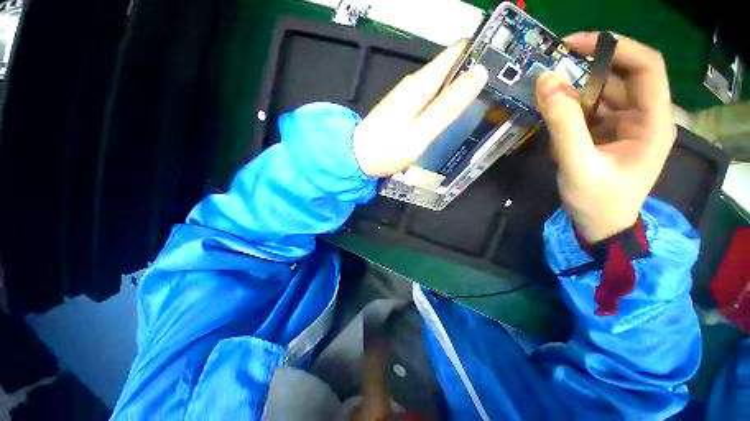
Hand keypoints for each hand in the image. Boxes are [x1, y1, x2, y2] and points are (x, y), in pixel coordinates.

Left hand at [353, 42, 488, 176]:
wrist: (357, 157)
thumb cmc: (387, 150)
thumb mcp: (420, 133)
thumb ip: (446, 107)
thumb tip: (478, 75)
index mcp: (421, 84)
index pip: (457, 53)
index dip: (481, 55)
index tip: (503, 68)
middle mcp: (415, 83)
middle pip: (451, 68)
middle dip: (474, 76)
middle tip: (496, 94)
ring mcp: (408, 95)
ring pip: (442, 84)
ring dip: (461, 91)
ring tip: (481, 106)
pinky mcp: (404, 107)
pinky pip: (432, 97)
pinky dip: (445, 102)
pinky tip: (452, 116)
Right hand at [535, 32, 675, 242]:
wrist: (600, 226)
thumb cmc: (597, 201)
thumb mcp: (577, 164)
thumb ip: (563, 124)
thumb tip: (545, 82)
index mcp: (653, 121)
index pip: (646, 66)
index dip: (615, 47)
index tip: (575, 45)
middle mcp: (644, 116)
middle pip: (620, 76)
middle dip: (587, 68)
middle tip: (551, 69)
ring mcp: (626, 124)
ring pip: (602, 92)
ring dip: (573, 91)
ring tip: (545, 96)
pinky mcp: (609, 133)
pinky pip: (590, 110)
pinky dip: (570, 108)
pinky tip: (554, 118)